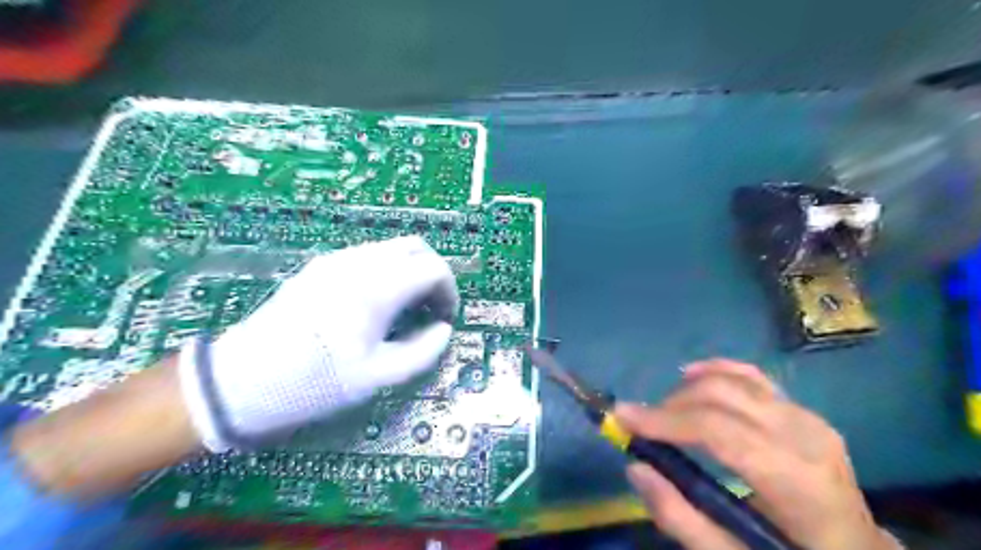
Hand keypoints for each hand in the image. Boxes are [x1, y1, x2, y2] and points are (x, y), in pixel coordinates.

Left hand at [179, 237, 457, 450]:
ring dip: (409, 270)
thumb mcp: (379, 377)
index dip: (449, 291)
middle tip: (430, 307)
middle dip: (432, 272)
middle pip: (415, 247)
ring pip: (390, 248)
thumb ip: (424, 351)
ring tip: (405, 307)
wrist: (241, 381)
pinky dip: (386, 270)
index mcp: (378, 287)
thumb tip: (443, 329)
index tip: (445, 318)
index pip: (433, 268)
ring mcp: (336, 260)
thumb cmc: (316, 383)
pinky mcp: (319, 267)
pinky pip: (366, 256)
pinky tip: (375, 303)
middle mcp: (360, 262)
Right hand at [616, 358, 897, 549]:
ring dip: (686, 390)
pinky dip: (715, 370)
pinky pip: (750, 375)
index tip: (621, 417)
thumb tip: (635, 468)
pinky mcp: (801, 409)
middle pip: (721, 396)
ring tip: (663, 414)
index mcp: (795, 479)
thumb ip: (682, 518)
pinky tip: (690, 376)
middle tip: (639, 424)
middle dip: (669, 404)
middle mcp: (804, 435)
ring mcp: (807, 416)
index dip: (664, 419)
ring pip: (732, 379)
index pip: (717, 430)